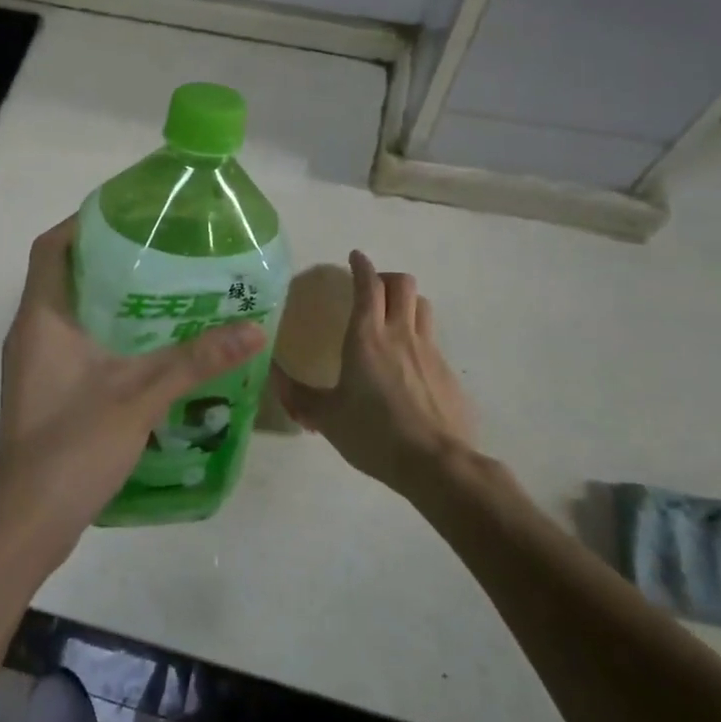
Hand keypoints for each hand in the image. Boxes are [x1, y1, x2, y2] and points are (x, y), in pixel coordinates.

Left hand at [0, 216, 267, 570]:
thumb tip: (255, 328)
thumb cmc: (73, 446)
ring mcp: (35, 363)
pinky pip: (73, 339)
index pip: (51, 247)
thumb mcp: (141, 396)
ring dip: (108, 295)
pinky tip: (147, 344)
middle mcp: (31, 331)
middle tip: (161, 248)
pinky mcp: (44, 388)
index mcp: (41, 317)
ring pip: (70, 309)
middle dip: (107, 256)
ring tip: (163, 287)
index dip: (83, 222)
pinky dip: (105, 329)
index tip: (130, 214)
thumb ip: (196, 360)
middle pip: (64, 273)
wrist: (27, 523)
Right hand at [272, 250, 475, 495]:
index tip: (354, 257)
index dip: (361, 266)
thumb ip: (297, 395)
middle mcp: (400, 334)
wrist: (436, 464)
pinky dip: (419, 338)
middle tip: (371, 288)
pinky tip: (408, 366)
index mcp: (366, 337)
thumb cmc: (374, 434)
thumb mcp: (326, 417)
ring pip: (422, 306)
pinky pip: (433, 341)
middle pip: (402, 284)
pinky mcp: (448, 373)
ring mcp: (429, 351)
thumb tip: (272, 375)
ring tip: (392, 318)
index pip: (367, 285)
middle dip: (386, 277)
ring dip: (406, 302)